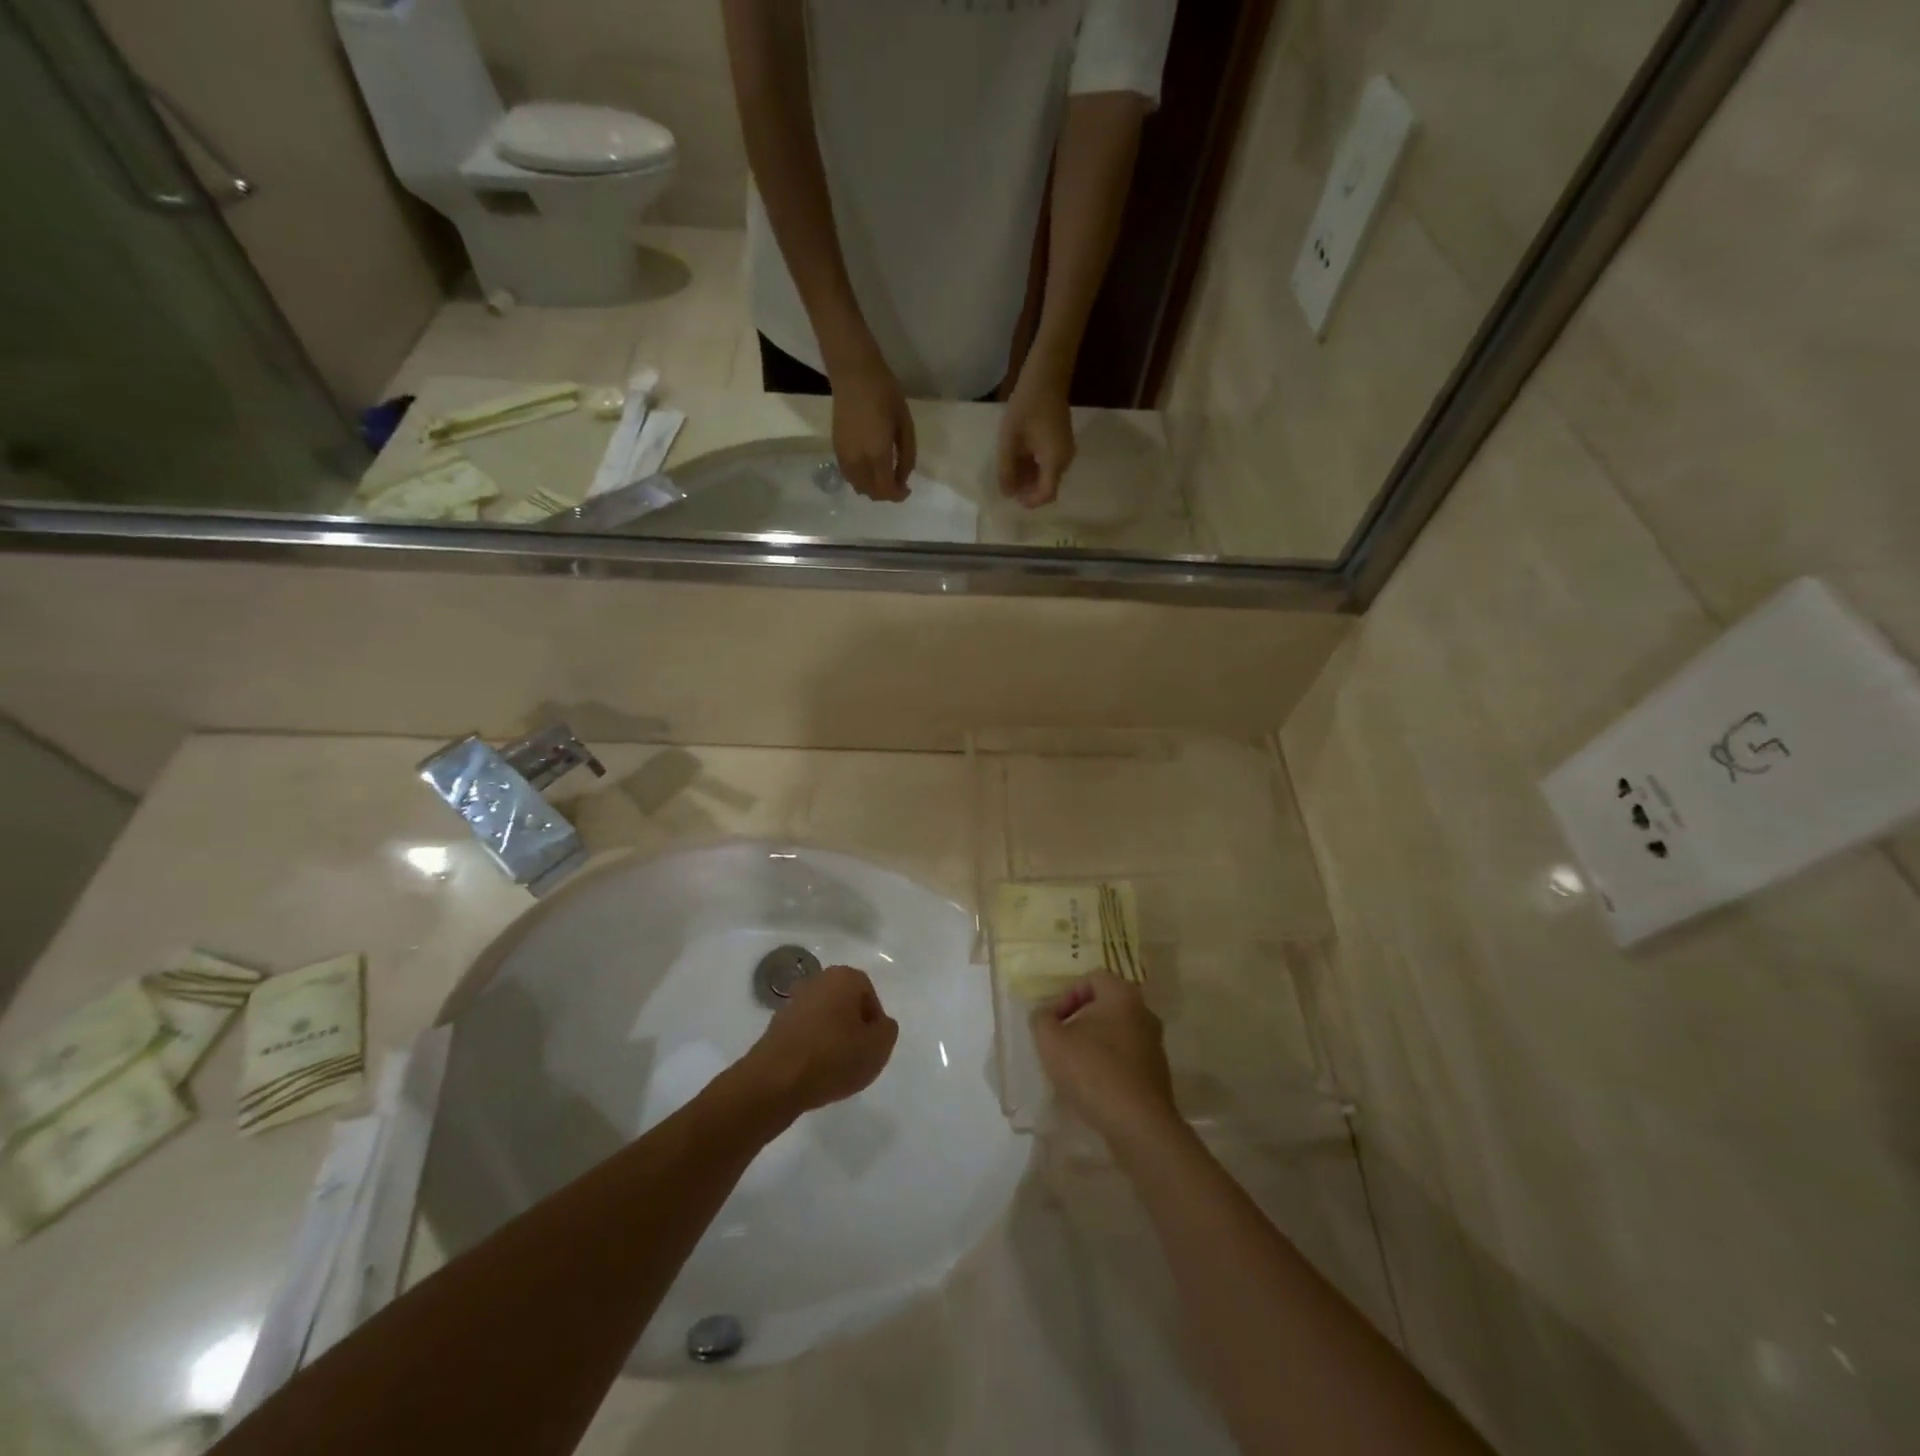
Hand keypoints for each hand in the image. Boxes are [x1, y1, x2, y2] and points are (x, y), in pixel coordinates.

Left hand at [739, 964, 899, 1116]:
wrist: (776, 1081)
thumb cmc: (833, 1057)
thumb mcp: (878, 1047)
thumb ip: (887, 1030)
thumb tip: (879, 1024)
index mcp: (843, 977)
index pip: (869, 995)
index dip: (874, 1022)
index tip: (872, 1046)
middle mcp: (817, 981)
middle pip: (845, 1004)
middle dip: (853, 1028)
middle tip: (857, 1056)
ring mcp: (792, 1002)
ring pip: (824, 1019)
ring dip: (832, 1039)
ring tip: (835, 1069)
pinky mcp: (775, 1026)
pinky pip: (805, 1034)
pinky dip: (812, 1048)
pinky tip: (814, 1072)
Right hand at [830, 361, 915, 502]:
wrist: (853, 374)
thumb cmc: (885, 394)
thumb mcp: (905, 425)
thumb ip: (907, 456)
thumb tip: (903, 478)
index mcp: (877, 454)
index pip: (886, 490)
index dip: (898, 495)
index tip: (907, 489)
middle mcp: (858, 461)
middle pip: (871, 493)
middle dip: (886, 494)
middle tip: (898, 483)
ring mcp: (844, 456)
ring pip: (858, 487)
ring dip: (872, 488)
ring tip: (884, 476)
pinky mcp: (836, 449)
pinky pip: (848, 476)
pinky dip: (860, 480)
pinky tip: (869, 469)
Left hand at [997, 369, 1075, 507]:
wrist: (1047, 375)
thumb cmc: (1027, 406)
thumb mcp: (1010, 440)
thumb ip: (1007, 469)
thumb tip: (1007, 494)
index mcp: (1055, 461)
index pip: (1046, 495)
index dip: (1030, 501)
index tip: (1012, 497)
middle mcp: (1065, 460)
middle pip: (1047, 486)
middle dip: (1027, 489)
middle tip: (1006, 481)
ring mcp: (1066, 451)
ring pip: (1047, 475)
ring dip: (1029, 477)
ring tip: (1009, 467)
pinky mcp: (1062, 442)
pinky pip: (1049, 463)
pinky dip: (1034, 466)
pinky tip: (1018, 456)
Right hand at [1031, 971, 1175, 1145]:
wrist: (1138, 1124)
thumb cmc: (1092, 1071)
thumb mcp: (1051, 1041)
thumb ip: (1041, 1019)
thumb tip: (1045, 1015)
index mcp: (1122, 995)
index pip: (1091, 979)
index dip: (1067, 995)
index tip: (1053, 1022)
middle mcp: (1144, 1012)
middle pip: (1105, 1006)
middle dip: (1079, 1021)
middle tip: (1061, 1041)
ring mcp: (1155, 1044)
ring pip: (1116, 1033)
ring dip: (1094, 1044)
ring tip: (1074, 1067)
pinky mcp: (1158, 1073)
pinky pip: (1127, 1058)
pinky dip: (1109, 1065)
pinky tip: (1093, 1086)